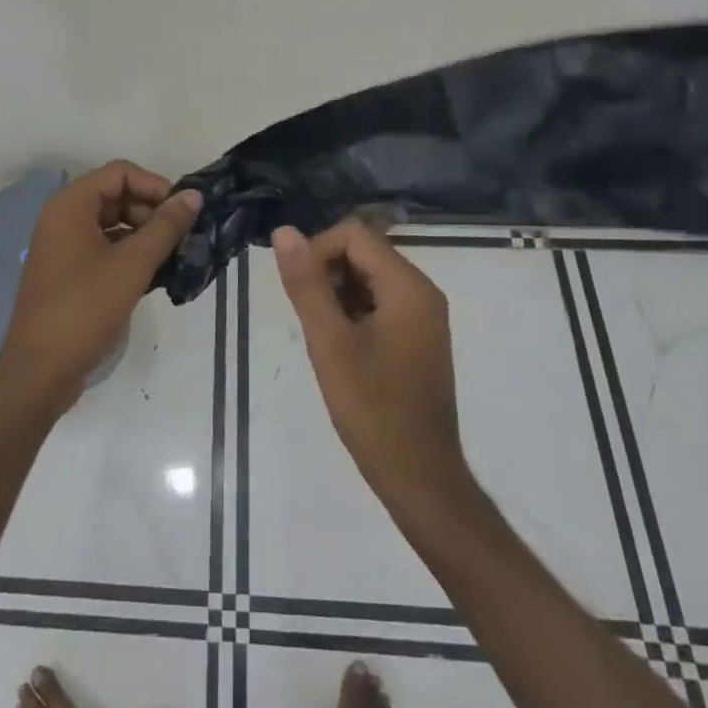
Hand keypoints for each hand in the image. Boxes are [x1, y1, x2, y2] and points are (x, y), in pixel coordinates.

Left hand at [0, 163, 201, 410]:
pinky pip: (105, 248)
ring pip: (112, 224)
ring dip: (144, 234)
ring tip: (174, 257)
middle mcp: (63, 218)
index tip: (183, 211)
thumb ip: (165, 227)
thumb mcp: (132, 265)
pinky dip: (130, 255)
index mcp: (70, 206)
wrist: (39, 372)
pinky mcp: (69, 273)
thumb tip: (194, 196)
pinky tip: (155, 276)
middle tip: (182, 237)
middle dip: (152, 211)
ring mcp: (63, 247)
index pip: (120, 173)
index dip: (155, 186)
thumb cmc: (84, 309)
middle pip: (116, 196)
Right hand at [273, 221, 471, 515]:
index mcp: (408, 286)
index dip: (318, 251)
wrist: (419, 477)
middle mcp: (422, 291)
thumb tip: (284, 231)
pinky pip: (380, 301)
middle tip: (311, 319)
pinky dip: (354, 312)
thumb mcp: (329, 342)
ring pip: (368, 276)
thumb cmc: (372, 409)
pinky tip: (342, 347)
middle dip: (328, 274)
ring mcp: (424, 314)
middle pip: (363, 252)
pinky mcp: (419, 334)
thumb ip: (306, 283)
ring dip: (338, 294)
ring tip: (325, 337)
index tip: (300, 292)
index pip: (353, 235)